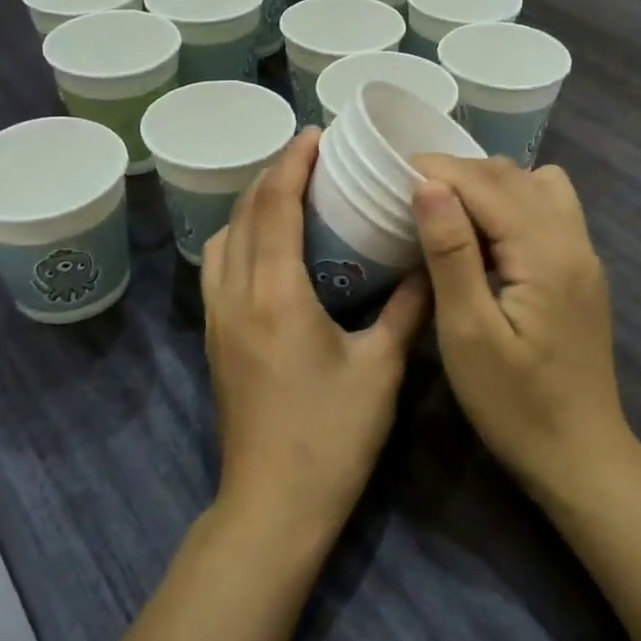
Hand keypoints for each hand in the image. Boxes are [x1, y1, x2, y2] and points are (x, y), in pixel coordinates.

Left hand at [202, 129, 429, 551]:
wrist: (274, 505)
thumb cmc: (332, 436)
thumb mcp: (381, 368)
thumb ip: (406, 308)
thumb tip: (426, 263)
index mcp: (275, 294)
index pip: (274, 205)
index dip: (293, 163)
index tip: (317, 135)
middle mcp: (235, 295)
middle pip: (242, 213)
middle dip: (272, 175)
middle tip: (311, 157)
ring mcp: (216, 318)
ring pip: (222, 238)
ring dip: (251, 206)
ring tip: (289, 194)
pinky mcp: (213, 339)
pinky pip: (218, 267)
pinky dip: (239, 237)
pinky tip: (269, 246)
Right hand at [409, 156, 635, 496]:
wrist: (581, 457)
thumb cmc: (514, 405)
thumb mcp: (468, 333)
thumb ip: (450, 253)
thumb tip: (428, 185)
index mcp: (545, 253)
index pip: (486, 183)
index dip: (437, 169)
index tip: (390, 172)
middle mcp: (573, 240)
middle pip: (513, 177)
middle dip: (458, 173)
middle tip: (409, 194)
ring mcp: (584, 255)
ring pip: (536, 186)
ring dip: (489, 184)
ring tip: (447, 211)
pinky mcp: (582, 272)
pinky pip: (550, 210)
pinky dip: (513, 202)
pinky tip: (486, 236)